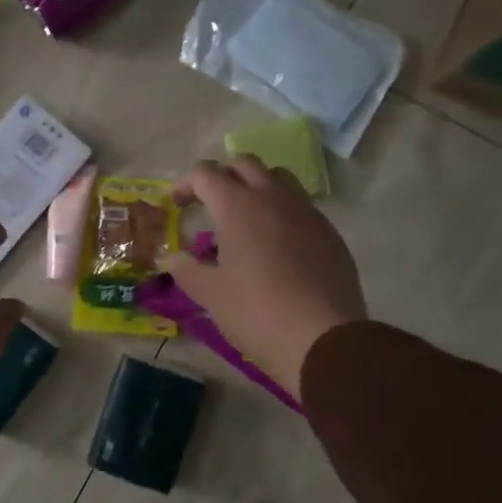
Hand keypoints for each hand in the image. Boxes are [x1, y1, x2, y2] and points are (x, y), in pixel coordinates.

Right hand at [165, 158, 366, 398]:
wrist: (323, 338)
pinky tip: (278, 244)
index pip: (206, 173)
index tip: (178, 205)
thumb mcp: (211, 295)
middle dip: (222, 176)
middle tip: (210, 202)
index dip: (186, 184)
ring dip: (257, 185)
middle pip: (244, 164)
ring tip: (246, 216)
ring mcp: (306, 212)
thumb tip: (172, 258)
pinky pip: (301, 206)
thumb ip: (187, 270)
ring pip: (279, 177)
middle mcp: (273, 197)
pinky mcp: (329, 232)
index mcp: (238, 206)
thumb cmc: (256, 313)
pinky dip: (283, 211)